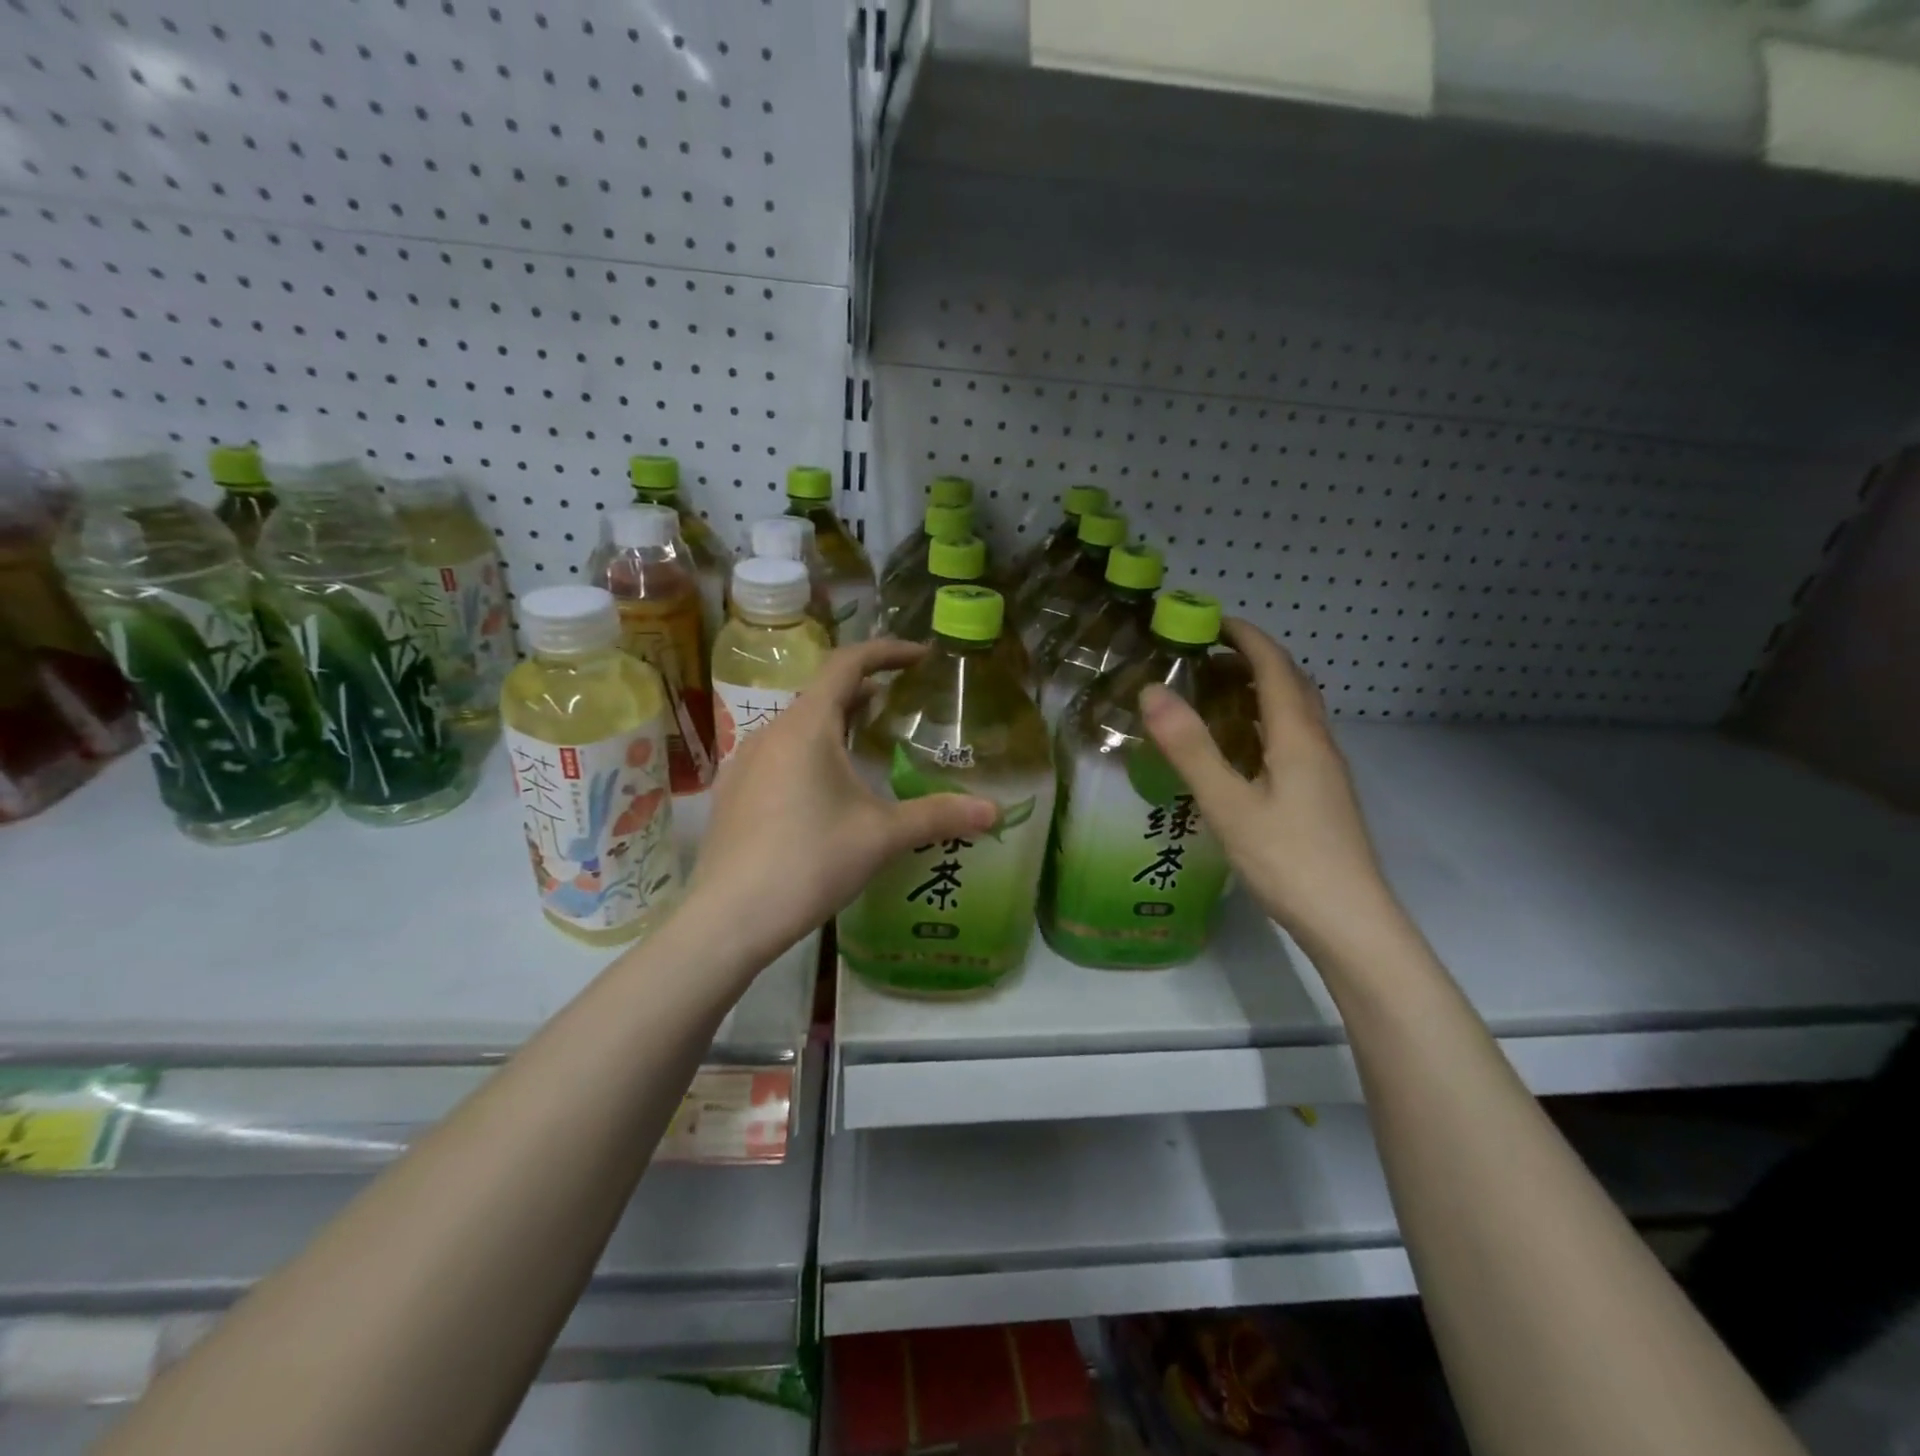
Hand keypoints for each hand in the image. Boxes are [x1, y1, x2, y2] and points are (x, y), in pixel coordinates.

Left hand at [684, 639, 997, 969]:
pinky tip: (826, 791)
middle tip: (903, 706)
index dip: (887, 651)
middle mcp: (771, 732)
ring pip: (799, 726)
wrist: (728, 919)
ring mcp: (745, 762)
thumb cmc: (810, 862)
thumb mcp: (881, 836)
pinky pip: (779, 755)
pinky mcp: (734, 793)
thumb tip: (994, 811)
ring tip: (869, 745)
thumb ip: (938, 815)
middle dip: (865, 692)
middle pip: (823, 693)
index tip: (921, 656)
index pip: (848, 663)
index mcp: (807, 726)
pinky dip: (811, 752)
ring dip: (836, 724)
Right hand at [1142, 620, 1399, 957]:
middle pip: (1292, 683)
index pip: (1274, 667)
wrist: (1350, 922)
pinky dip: (1267, 721)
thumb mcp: (1228, 805)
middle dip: (1254, 658)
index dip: (1246, 638)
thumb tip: (1152, 690)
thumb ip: (1190, 748)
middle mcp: (1318, 745)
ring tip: (1218, 693)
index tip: (1210, 621)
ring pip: (1296, 713)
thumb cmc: (1288, 861)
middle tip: (1207, 656)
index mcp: (1298, 737)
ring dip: (1262, 689)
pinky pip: (1295, 738)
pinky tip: (1243, 748)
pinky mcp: (1323, 796)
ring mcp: (1326, 772)